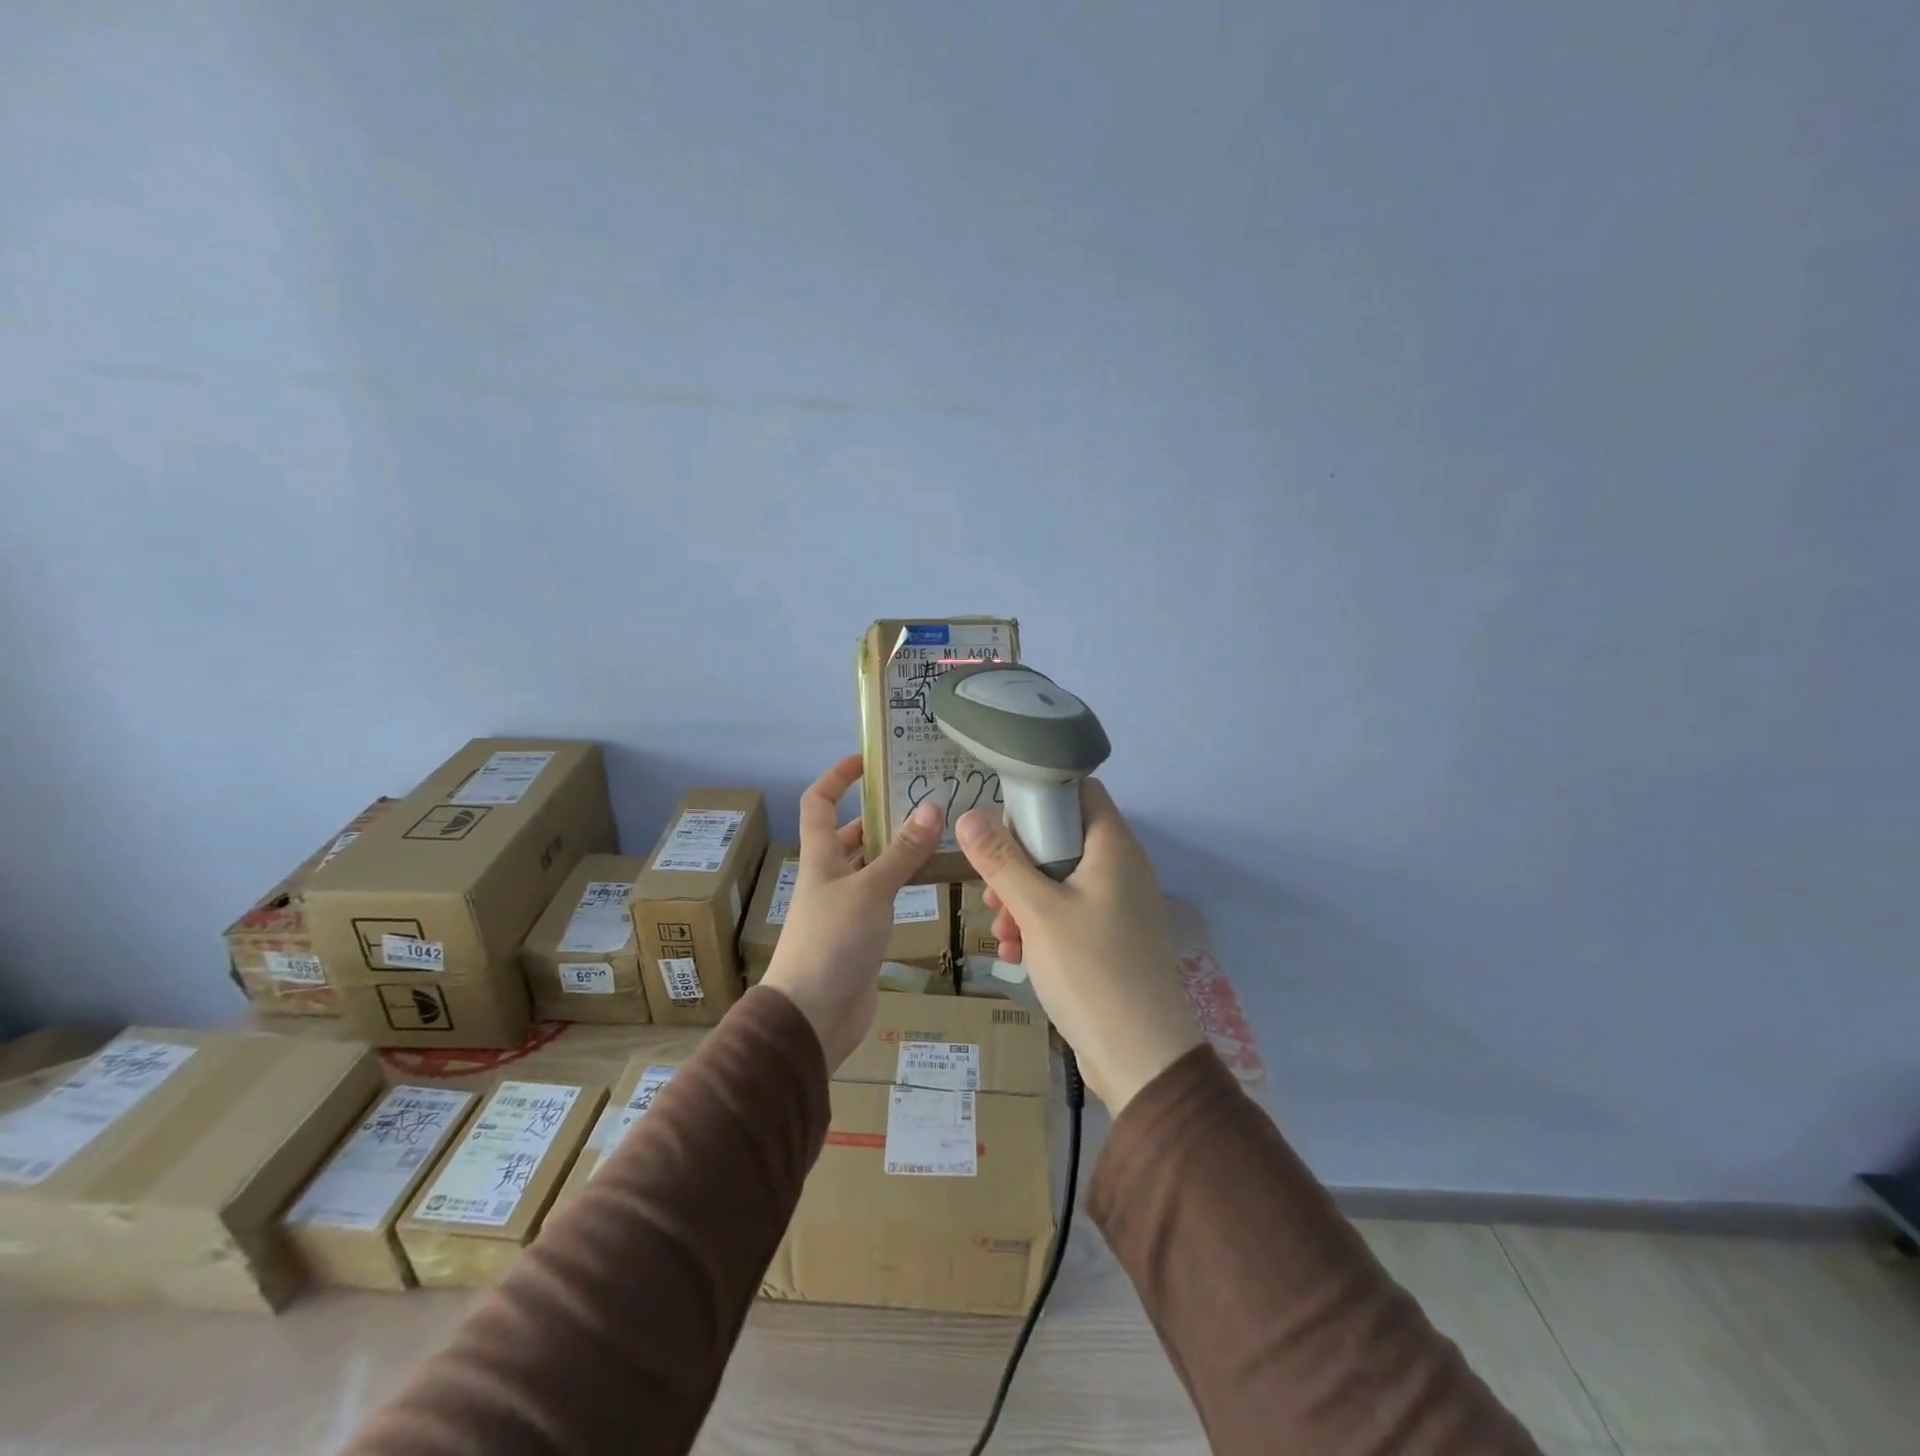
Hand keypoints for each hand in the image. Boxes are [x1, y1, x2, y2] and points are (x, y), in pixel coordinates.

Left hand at [762, 754, 944, 1067]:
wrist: (813, 1015)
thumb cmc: (833, 942)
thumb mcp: (870, 890)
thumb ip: (903, 851)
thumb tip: (933, 806)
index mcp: (821, 856)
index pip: (820, 802)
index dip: (837, 777)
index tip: (867, 759)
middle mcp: (830, 875)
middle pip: (851, 833)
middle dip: (880, 813)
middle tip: (924, 798)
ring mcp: (846, 905)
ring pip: (872, 865)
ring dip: (898, 848)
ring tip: (939, 832)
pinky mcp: (862, 933)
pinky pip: (884, 895)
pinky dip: (904, 882)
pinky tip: (932, 878)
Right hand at [956, 780, 1202, 1112]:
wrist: (1142, 1059)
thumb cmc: (1091, 970)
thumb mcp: (1037, 911)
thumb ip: (1002, 861)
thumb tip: (968, 815)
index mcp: (1114, 848)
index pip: (1080, 792)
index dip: (1039, 796)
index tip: (1001, 822)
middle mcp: (1122, 869)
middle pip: (1063, 839)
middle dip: (1019, 862)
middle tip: (992, 890)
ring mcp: (1120, 907)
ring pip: (1061, 882)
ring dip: (1024, 900)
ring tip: (999, 931)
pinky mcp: (1113, 941)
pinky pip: (1070, 916)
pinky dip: (1041, 927)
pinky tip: (1015, 955)